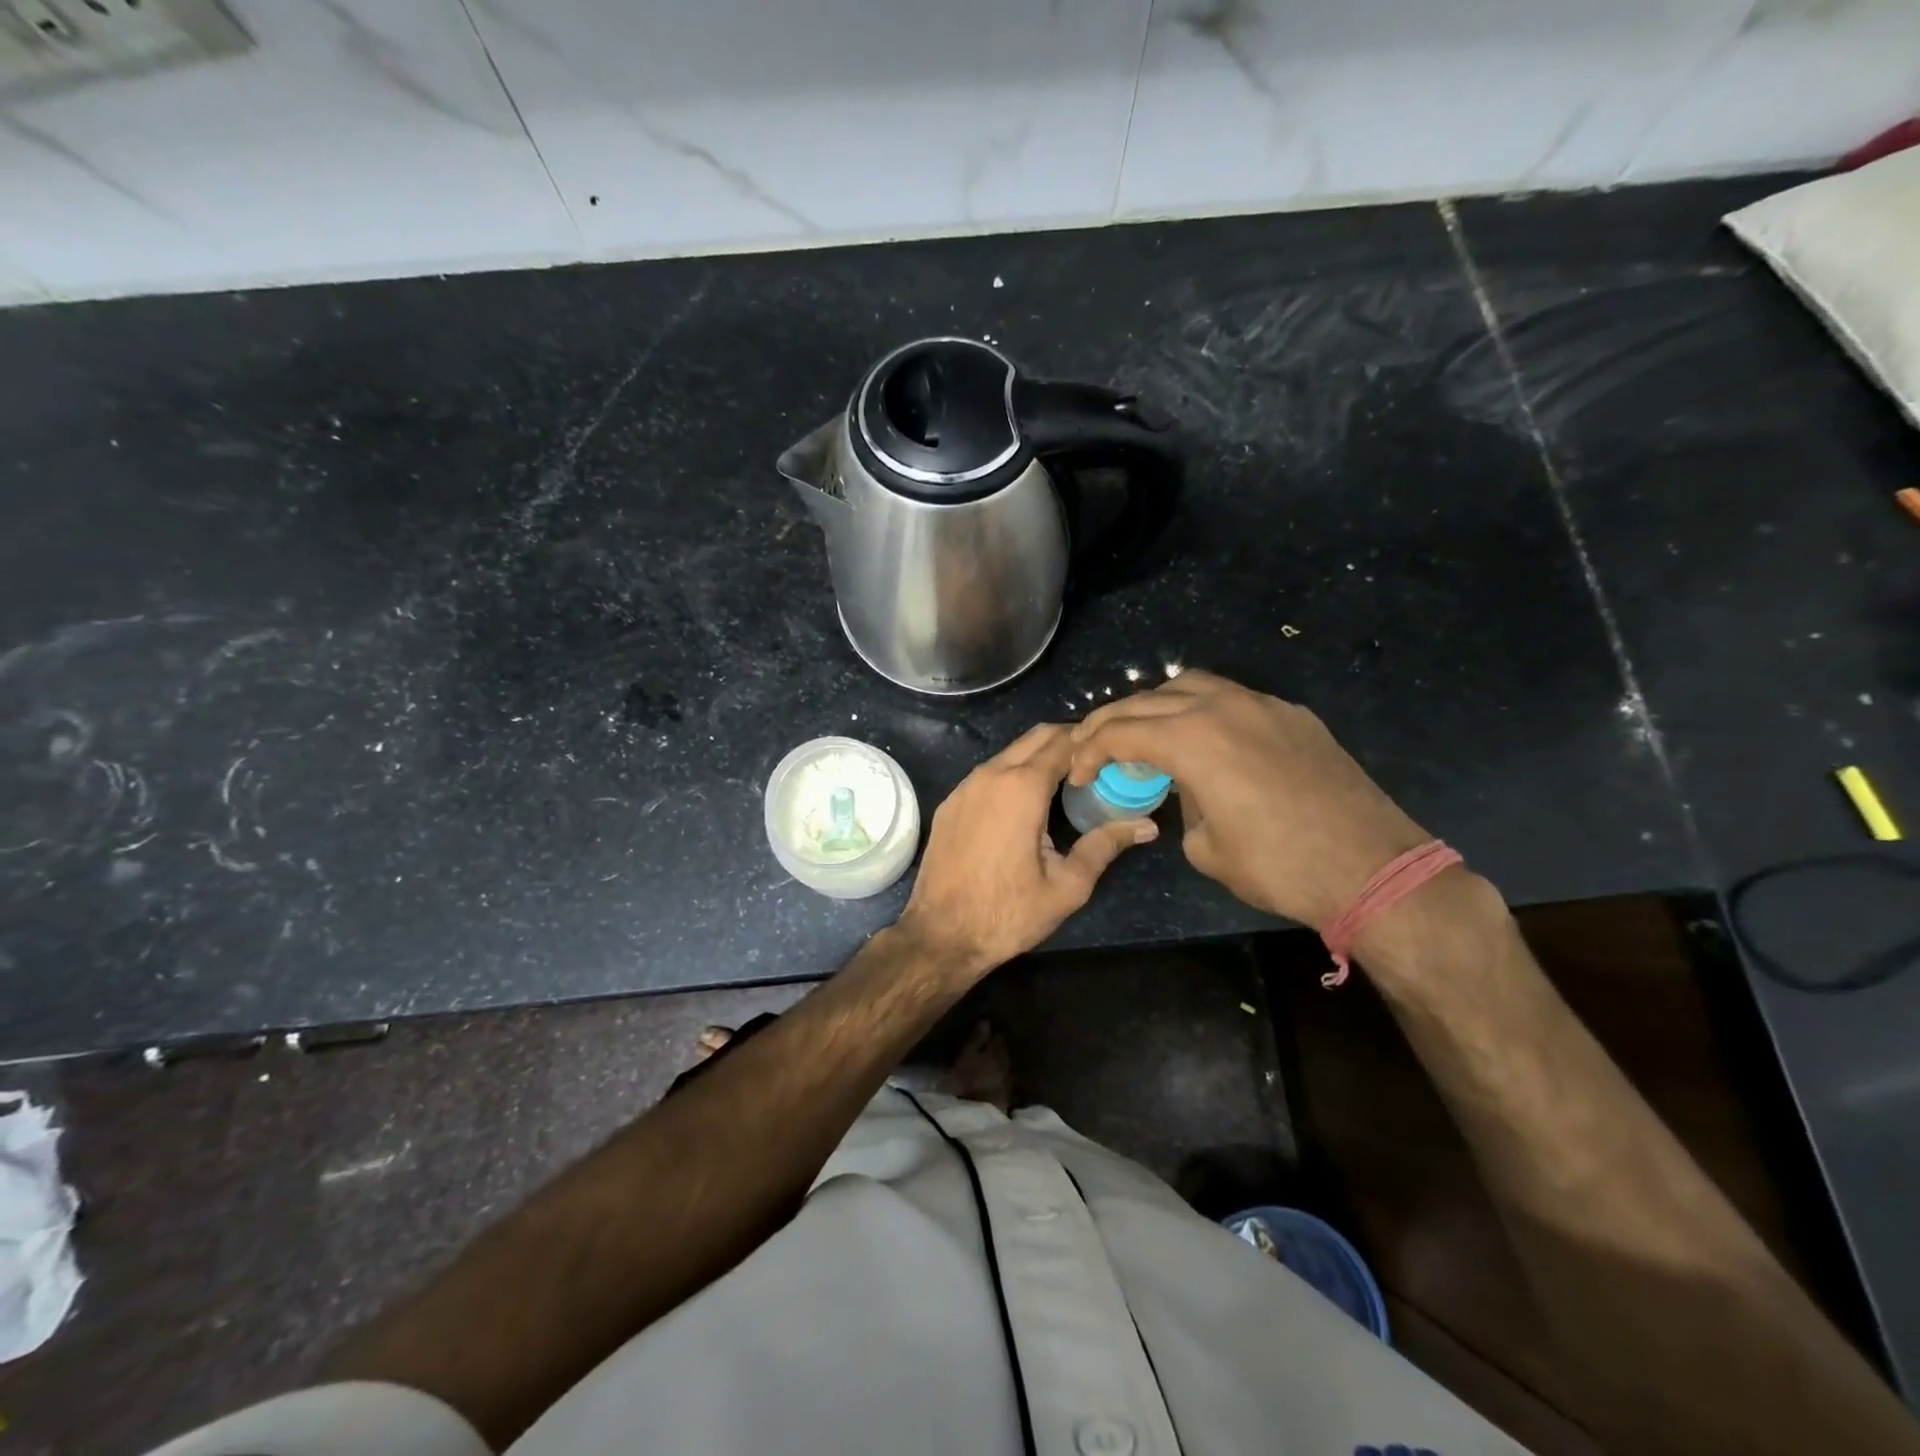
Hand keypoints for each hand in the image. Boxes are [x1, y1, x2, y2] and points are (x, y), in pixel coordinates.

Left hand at [898, 723, 1156, 978]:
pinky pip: (987, 774)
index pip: (1063, 742)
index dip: (1090, 742)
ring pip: (1009, 753)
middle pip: (1035, 737)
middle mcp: (990, 775)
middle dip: (1067, 740)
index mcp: (1022, 787)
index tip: (1113, 751)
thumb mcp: (1067, 885)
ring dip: (1038, 756)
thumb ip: (1105, 846)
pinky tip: (1026, 802)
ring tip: (1067, 779)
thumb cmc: (1008, 913)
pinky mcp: (949, 803)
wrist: (941, 935)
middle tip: (1095, 761)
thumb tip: (1147, 826)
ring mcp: (964, 787)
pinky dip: (1012, 774)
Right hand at [1068, 671, 1427, 928]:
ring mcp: (1264, 706)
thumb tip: (1187, 788)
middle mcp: (1224, 707)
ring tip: (1143, 730)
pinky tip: (1203, 738)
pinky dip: (1202, 710)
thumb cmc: (1278, 866)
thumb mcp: (1205, 847)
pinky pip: (1234, 699)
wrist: (1372, 869)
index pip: (1122, 731)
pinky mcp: (1294, 716)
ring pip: (1193, 685)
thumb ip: (1182, 804)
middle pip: (1149, 700)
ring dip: (1157, 704)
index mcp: (1193, 739)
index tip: (1076, 772)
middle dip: (1112, 721)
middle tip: (1092, 745)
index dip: (1089, 750)